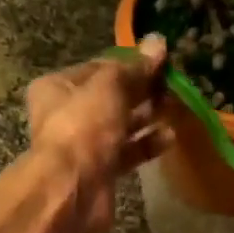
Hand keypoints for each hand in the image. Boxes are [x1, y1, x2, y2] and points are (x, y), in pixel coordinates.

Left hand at [26, 34, 174, 232]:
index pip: (99, 68)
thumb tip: (158, 43)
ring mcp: (85, 145)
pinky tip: (170, 137)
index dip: (129, 63)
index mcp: (58, 87)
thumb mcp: (110, 87)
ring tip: (175, 108)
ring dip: (147, 118)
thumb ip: (135, 67)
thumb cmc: (83, 127)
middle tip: (172, 85)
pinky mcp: (101, 171)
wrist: (72, 189)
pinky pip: (128, 152)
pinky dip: (147, 144)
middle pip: (111, 97)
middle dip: (141, 91)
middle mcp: (67, 114)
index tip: (160, 61)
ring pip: (121, 126)